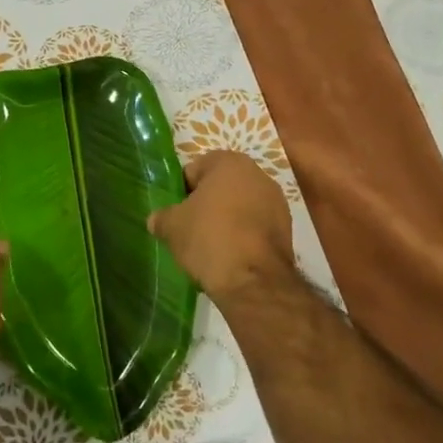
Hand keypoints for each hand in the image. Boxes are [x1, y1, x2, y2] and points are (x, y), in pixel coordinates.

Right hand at [148, 151, 294, 301]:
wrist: (254, 280)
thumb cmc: (209, 239)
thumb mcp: (172, 227)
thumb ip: (161, 217)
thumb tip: (156, 219)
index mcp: (228, 162)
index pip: (194, 170)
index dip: (181, 193)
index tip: (176, 215)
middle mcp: (257, 173)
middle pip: (220, 186)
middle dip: (206, 205)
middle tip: (190, 229)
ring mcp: (276, 201)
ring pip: (240, 206)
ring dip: (226, 219)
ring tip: (211, 246)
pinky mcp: (286, 228)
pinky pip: (255, 225)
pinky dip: (244, 235)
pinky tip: (231, 256)